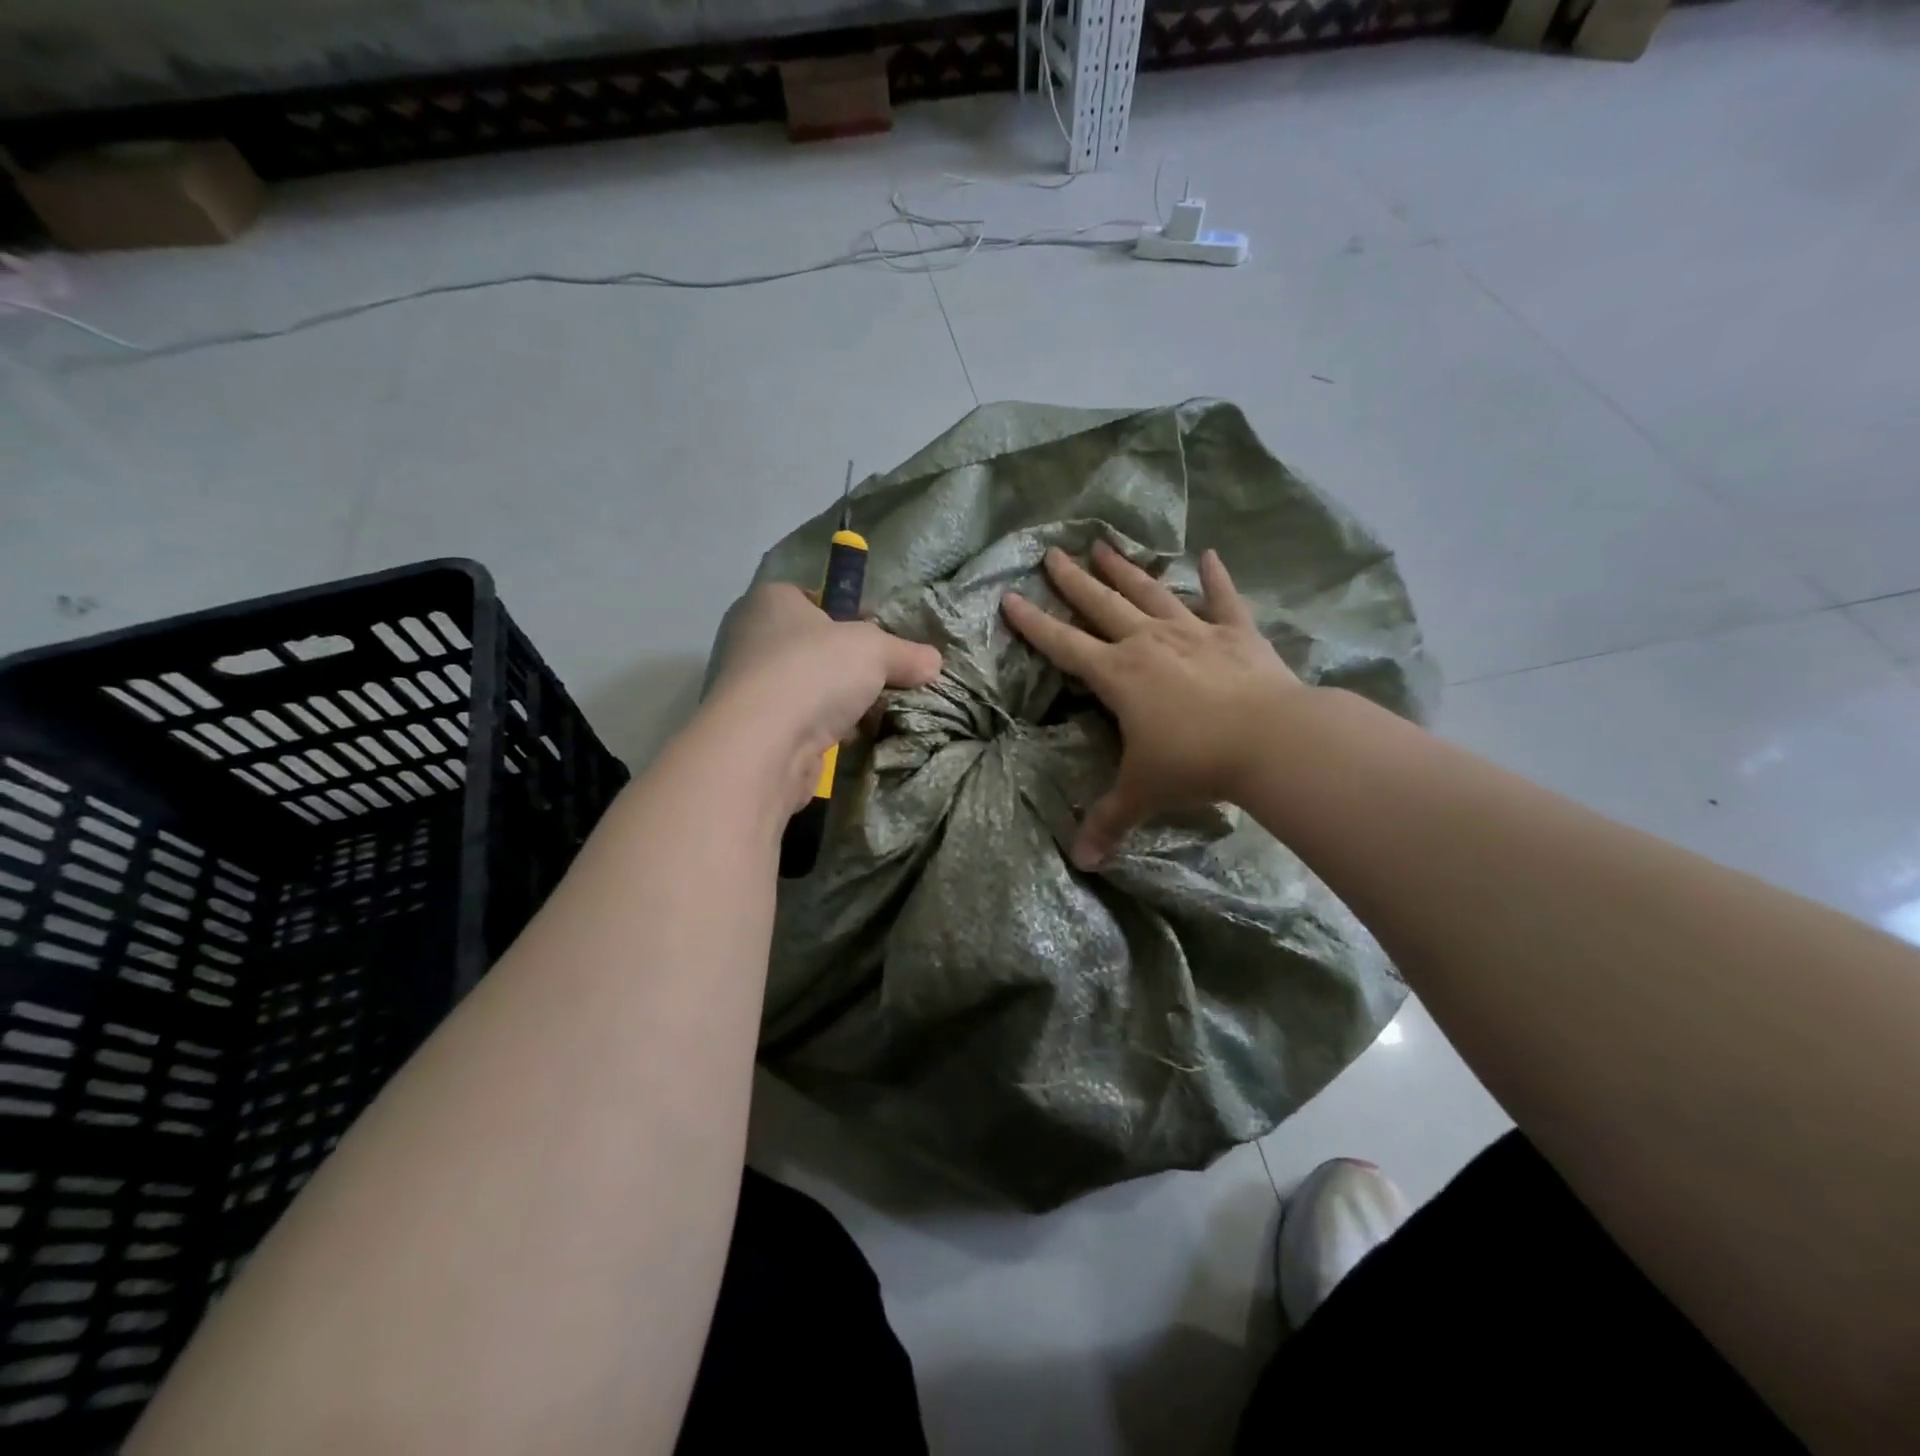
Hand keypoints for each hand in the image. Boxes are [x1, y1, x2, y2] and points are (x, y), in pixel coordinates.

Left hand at [710, 583, 943, 807]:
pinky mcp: (756, 729)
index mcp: (772, 600)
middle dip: (851, 664)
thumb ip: (906, 653)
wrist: (764, 745)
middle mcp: (752, 637)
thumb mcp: (875, 650)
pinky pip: (803, 721)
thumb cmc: (814, 671)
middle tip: (887, 677)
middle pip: (815, 646)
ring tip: (878, 711)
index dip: (851, 615)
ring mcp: (750, 686)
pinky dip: (827, 729)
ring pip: (810, 687)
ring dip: (841, 701)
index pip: (815, 598)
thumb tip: (934, 662)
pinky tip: (854, 738)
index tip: (881, 637)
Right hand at [1003, 541, 1302, 868]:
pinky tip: (1209, 555)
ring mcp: (1194, 632)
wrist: (1271, 740)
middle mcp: (1148, 643)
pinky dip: (1216, 578)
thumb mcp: (1143, 793)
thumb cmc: (1195, 763)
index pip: (1063, 645)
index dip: (1033, 624)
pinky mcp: (1237, 634)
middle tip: (1053, 552)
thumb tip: (1081, 862)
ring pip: (1151, 593)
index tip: (1010, 597)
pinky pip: (1224, 600)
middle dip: (1073, 580)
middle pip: (1102, 605)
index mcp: (1118, 675)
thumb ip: (1109, 821)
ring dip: (1126, 570)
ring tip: (1105, 544)